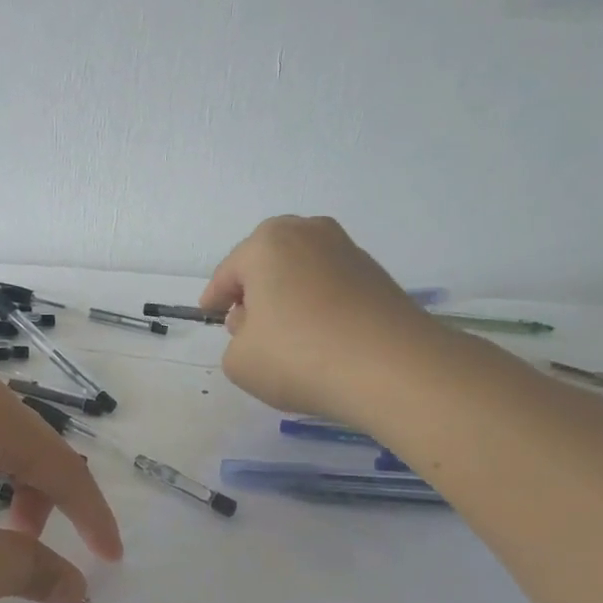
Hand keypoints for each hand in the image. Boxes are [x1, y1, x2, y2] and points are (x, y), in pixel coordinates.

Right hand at [200, 215, 435, 420]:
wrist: (393, 369)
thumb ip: (237, 341)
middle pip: (267, 264)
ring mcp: (348, 251)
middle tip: (247, 327)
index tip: (210, 316)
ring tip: (286, 338)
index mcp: (266, 243)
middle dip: (254, 292)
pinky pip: (331, 288)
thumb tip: (261, 328)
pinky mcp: (378, 276)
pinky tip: (320, 340)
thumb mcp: (240, 361)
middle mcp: (308, 233)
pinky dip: (319, 307)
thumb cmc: (299, 356)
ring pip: (301, 274)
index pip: (228, 273)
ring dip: (289, 299)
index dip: (215, 299)